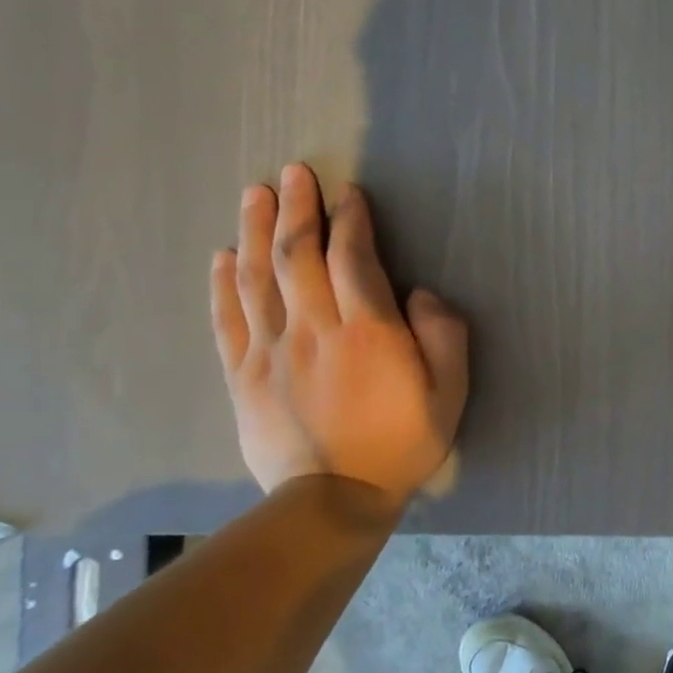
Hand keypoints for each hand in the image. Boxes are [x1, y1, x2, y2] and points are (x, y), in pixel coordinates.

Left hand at [210, 164, 469, 506]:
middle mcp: (314, 328)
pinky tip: (222, 256)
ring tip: (255, 193)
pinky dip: (223, 283)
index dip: (351, 221)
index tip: (349, 193)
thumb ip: (442, 333)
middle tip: (294, 172)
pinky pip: (227, 318)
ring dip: (254, 230)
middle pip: (297, 256)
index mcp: (368, 330)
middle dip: (297, 209)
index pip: (353, 259)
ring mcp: (271, 350)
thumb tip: (417, 294)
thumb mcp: (450, 390)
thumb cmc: (403, 441)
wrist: (334, 499)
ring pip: (256, 277)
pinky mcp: (242, 374)